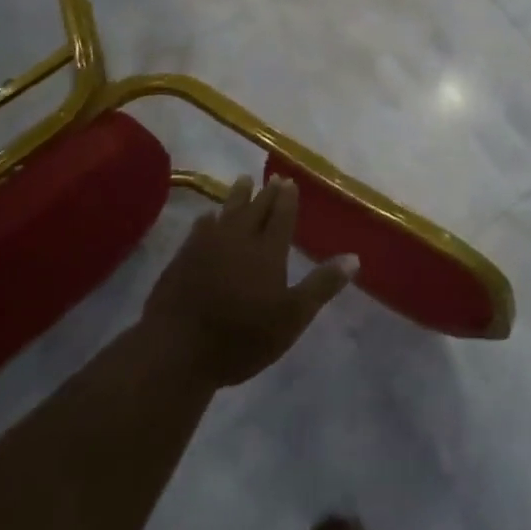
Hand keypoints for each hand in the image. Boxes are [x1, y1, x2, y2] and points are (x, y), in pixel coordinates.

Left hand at [136, 175, 356, 391]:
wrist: (176, 351)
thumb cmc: (241, 337)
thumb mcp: (292, 318)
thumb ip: (322, 285)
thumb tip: (354, 257)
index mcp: (268, 250)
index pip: (282, 215)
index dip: (287, 198)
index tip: (290, 181)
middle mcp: (239, 239)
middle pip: (256, 208)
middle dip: (266, 193)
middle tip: (272, 178)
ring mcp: (207, 247)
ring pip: (227, 212)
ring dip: (237, 196)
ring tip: (244, 180)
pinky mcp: (182, 259)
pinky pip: (199, 229)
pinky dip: (207, 219)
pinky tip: (207, 216)